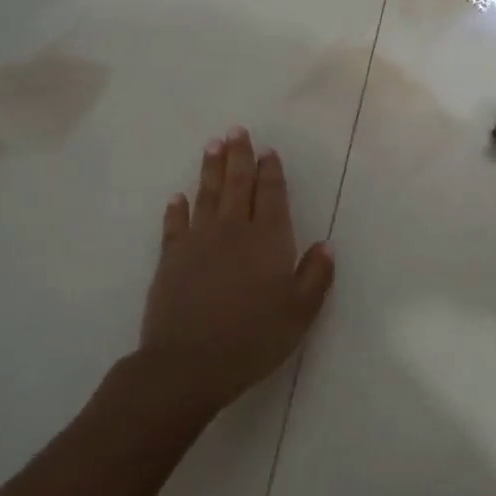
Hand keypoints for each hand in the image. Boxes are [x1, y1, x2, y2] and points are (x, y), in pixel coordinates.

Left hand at [136, 128, 334, 412]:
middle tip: (237, 131)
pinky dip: (177, 209)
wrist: (189, 364)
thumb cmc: (253, 338)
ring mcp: (198, 242)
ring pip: (207, 196)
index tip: (268, 151)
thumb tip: (325, 245)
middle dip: (239, 157)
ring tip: (213, 146)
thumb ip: (315, 275)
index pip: (272, 195)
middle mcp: (233, 231)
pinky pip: (175, 225)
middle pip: (237, 185)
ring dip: (211, 169)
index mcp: (268, 240)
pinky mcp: (171, 259)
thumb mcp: (300, 312)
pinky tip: (178, 197)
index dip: (271, 172)